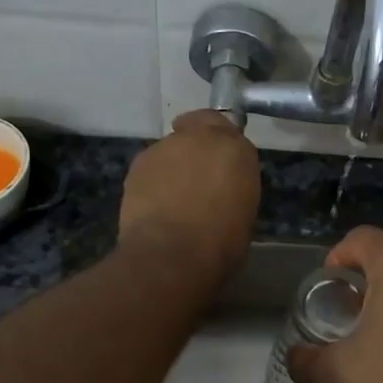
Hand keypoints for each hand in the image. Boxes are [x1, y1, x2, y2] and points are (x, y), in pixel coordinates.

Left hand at [117, 110, 258, 287]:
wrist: (171, 255)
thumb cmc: (221, 244)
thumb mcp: (244, 213)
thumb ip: (233, 188)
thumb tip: (222, 190)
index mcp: (236, 150)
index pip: (230, 129)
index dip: (222, 144)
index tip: (221, 162)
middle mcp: (201, 138)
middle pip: (198, 127)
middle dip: (197, 145)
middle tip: (196, 175)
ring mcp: (166, 147)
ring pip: (172, 147)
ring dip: (174, 164)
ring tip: (172, 196)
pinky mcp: (139, 163)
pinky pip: (151, 165)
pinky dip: (154, 179)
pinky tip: (154, 204)